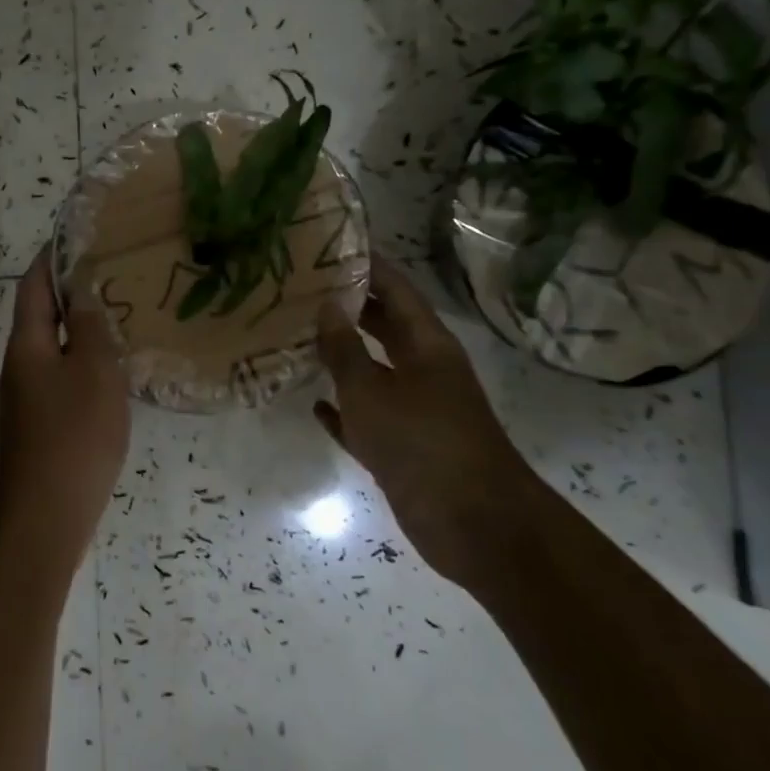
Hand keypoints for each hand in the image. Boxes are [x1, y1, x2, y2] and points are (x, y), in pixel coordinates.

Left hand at [0, 247, 130, 576]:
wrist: (47, 514)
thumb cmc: (73, 434)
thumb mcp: (92, 371)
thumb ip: (87, 328)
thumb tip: (80, 292)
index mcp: (27, 343)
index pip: (34, 285)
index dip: (52, 257)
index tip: (79, 234)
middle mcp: (22, 364)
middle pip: (42, 313)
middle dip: (71, 288)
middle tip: (113, 270)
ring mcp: (31, 396)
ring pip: (56, 346)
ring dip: (82, 325)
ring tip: (122, 310)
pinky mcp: (44, 421)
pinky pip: (65, 375)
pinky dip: (87, 359)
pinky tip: (117, 365)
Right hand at [315, 258, 540, 587]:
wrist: (473, 525)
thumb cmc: (422, 443)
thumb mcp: (372, 391)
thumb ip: (345, 349)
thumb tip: (327, 304)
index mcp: (427, 345)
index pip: (396, 288)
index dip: (367, 264)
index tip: (330, 244)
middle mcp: (423, 369)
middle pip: (384, 325)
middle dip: (348, 306)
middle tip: (301, 288)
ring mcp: (415, 410)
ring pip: (372, 372)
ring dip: (340, 358)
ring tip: (296, 336)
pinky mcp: (404, 447)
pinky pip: (367, 419)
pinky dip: (343, 411)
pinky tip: (312, 404)